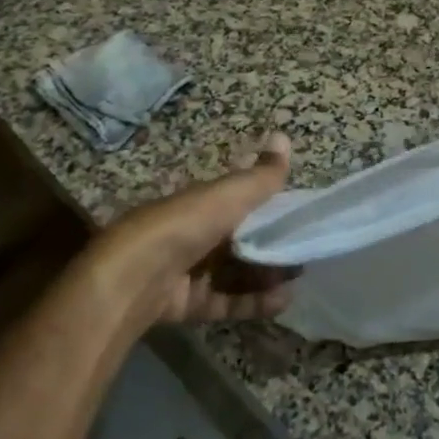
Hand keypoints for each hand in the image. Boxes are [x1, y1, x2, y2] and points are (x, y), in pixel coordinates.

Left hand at [81, 134, 296, 331]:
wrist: (134, 278)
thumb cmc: (186, 225)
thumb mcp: (230, 194)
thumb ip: (262, 175)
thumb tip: (284, 135)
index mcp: (203, 203)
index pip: (241, 200)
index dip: (270, 206)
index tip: (300, 214)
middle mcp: (196, 234)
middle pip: (241, 240)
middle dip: (272, 246)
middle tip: (304, 250)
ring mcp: (190, 270)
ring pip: (236, 272)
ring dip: (267, 275)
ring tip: (298, 278)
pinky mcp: (188, 303)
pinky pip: (227, 301)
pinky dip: (254, 302)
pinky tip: (281, 301)